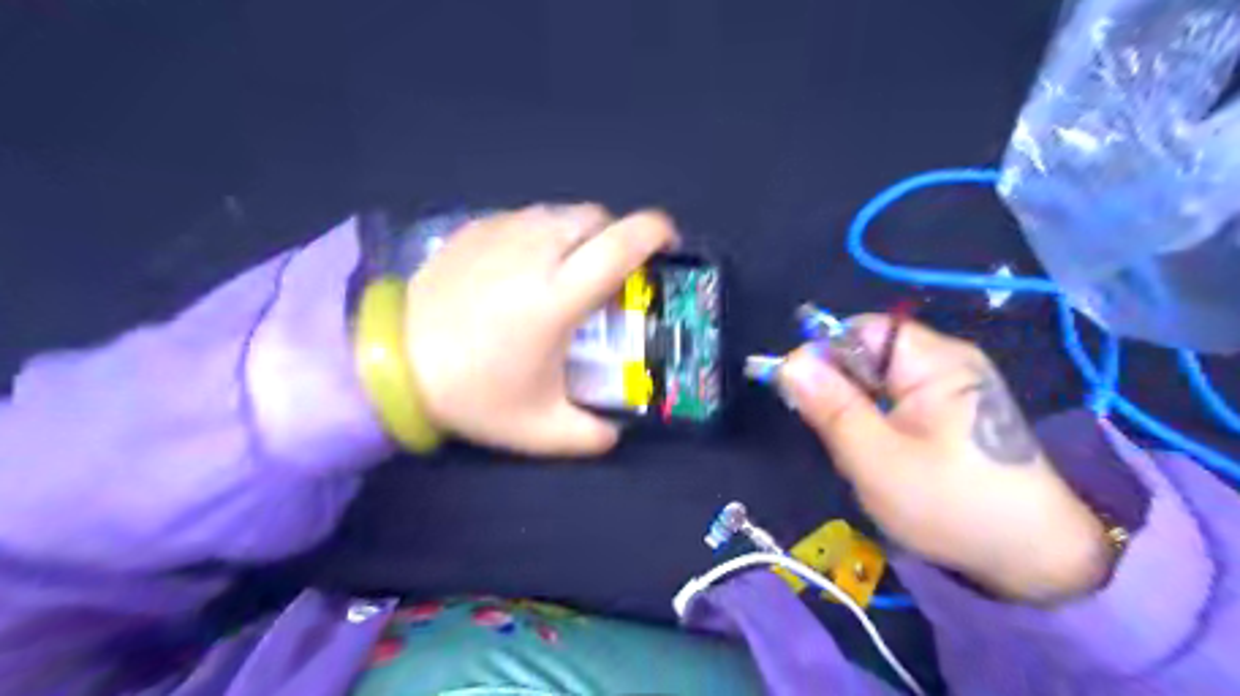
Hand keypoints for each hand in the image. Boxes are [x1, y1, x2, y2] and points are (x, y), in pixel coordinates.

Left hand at [404, 201, 676, 456]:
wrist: (390, 364)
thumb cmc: (472, 393)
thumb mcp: (540, 429)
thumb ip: (590, 435)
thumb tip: (616, 430)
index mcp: (557, 295)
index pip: (622, 244)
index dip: (655, 233)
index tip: (667, 244)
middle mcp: (534, 252)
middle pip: (595, 217)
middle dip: (615, 236)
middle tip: (612, 271)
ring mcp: (500, 234)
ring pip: (559, 212)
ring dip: (578, 233)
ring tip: (568, 269)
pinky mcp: (472, 230)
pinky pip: (524, 218)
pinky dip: (540, 233)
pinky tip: (524, 267)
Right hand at [772, 316, 1115, 602]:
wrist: (1034, 558)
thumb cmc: (952, 506)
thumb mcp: (877, 460)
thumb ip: (831, 408)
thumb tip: (789, 364)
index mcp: (935, 361)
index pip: (861, 330)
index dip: (823, 354)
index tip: (800, 395)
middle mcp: (946, 360)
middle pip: (868, 351)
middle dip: (839, 388)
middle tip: (835, 435)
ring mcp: (952, 385)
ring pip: (877, 378)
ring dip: (855, 407)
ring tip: (859, 449)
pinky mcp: (952, 408)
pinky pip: (895, 397)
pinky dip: (875, 419)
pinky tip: (881, 451)